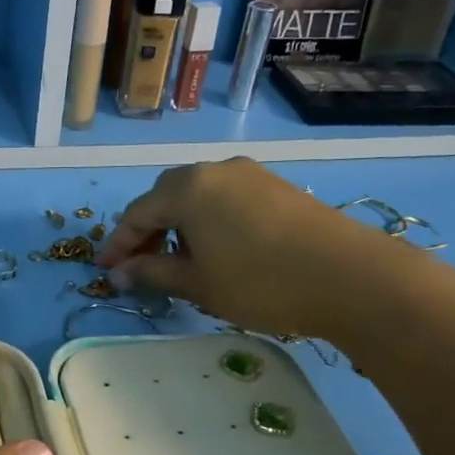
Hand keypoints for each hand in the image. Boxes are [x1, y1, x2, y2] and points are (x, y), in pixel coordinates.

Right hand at [97, 158, 419, 340]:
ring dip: (178, 225)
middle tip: (139, 265)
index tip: (104, 271)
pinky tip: (216, 248)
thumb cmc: (260, 282)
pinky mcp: (276, 186)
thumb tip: (118, 273)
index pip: (136, 214)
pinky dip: (207, 220)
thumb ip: (152, 272)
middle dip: (146, 231)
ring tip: (178, 260)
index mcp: (187, 189)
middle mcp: (215, 170)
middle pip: (165, 196)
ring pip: (197, 195)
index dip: (117, 245)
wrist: (350, 276)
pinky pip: (225, 198)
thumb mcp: (198, 284)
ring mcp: (250, 174)